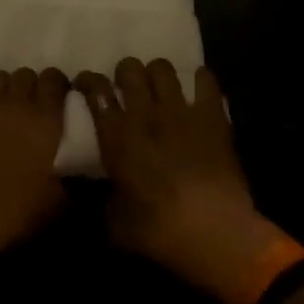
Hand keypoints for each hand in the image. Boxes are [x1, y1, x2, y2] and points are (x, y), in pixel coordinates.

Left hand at [0, 68, 68, 265]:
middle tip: (29, 105)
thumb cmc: (17, 211)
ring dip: (1, 86)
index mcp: (44, 120)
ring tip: (0, 104)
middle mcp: (15, 103)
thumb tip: (80, 176)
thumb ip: (72, 181)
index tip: (58, 95)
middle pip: (25, 73)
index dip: (57, 83)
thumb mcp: (58, 203)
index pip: (54, 80)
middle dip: (30, 85)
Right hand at [77, 58, 292, 300]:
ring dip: (157, 74)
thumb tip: (100, 196)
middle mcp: (144, 114)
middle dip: (124, 73)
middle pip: (129, 69)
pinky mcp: (212, 117)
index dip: (88, 81)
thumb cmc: (161, 233)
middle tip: (126, 87)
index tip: (86, 84)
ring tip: (159, 87)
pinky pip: (205, 80)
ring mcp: (180, 111)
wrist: (217, 235)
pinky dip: (199, 79)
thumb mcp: (117, 225)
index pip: (96, 90)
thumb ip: (104, 202)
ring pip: (162, 68)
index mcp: (116, 137)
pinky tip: (196, 88)